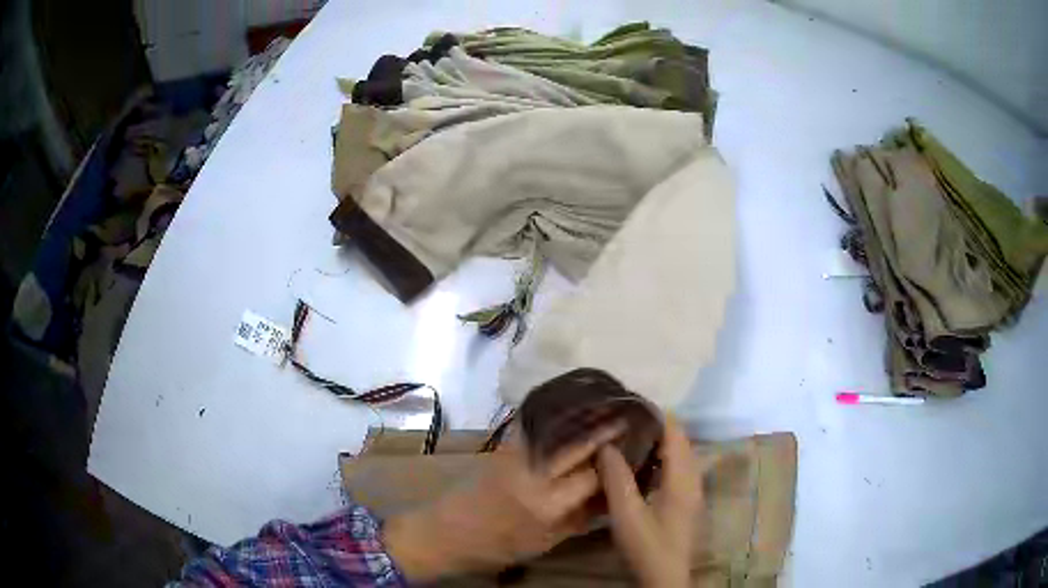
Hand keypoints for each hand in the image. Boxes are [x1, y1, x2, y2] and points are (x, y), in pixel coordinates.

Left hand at [383, 422, 623, 580]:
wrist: (445, 533)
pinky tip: (570, 411)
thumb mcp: (544, 542)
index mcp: (548, 505)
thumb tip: (610, 497)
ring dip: (583, 417)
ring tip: (606, 406)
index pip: (593, 476)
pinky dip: (555, 417)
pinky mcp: (501, 448)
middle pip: (579, 446)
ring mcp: (516, 456)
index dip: (616, 461)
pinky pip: (535, 427)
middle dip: (606, 429)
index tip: (636, 447)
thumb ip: (579, 519)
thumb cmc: (496, 547)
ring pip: (558, 430)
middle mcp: (535, 475)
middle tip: (628, 416)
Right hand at [597, 417, 701, 587]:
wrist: (665, 578)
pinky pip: (678, 470)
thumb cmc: (647, 546)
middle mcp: (693, 479)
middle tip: (625, 420)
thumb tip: (607, 444)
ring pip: (681, 456)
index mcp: (683, 478)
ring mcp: (693, 492)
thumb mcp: (626, 514)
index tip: (630, 405)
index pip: (676, 433)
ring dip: (660, 443)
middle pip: (680, 441)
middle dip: (657, 426)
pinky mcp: (687, 502)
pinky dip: (662, 460)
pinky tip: (641, 468)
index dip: (657, 415)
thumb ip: (617, 478)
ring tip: (630, 437)